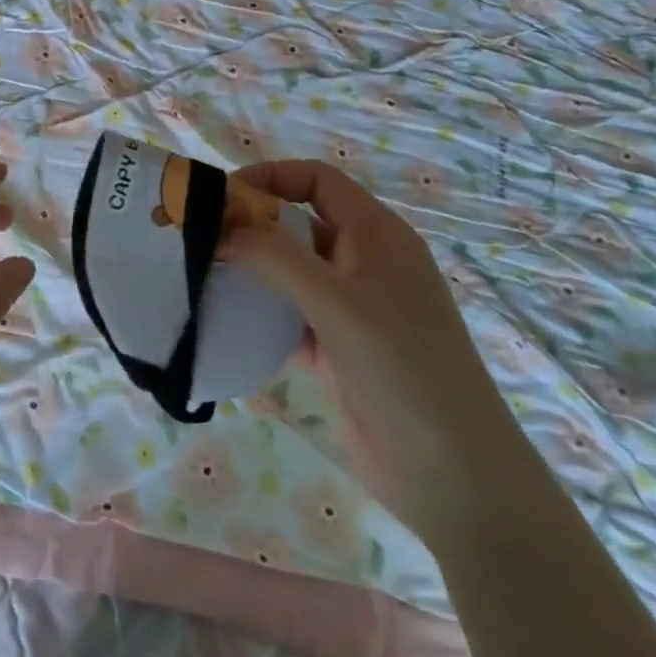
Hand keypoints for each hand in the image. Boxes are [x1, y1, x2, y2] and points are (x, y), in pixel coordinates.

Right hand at [225, 160, 539, 551]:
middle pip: (299, 223)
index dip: (271, 177)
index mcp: (377, 235)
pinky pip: (289, 316)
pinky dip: (260, 315)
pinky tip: (225, 323)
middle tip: (200, 238)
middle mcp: (364, 263)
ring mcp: (352, 309)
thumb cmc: (404, 369)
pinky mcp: (338, 350)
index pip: (318, 181)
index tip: (222, 197)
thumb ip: (275, 256)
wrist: (454, 479)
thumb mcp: (337, 303)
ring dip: (251, 271)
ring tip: (203, 276)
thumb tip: (219, 224)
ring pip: (291, 272)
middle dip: (251, 225)